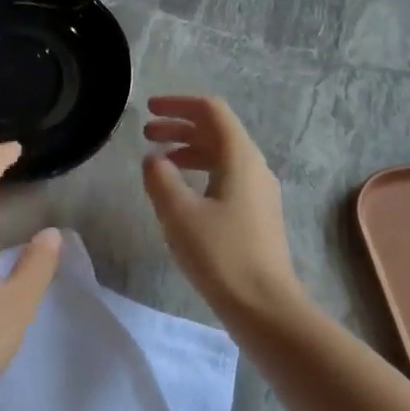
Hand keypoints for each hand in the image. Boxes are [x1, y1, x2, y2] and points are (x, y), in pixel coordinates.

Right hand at [142, 95, 303, 320]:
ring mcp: (259, 192)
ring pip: (221, 156)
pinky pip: (226, 178)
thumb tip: (153, 159)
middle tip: (146, 134)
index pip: (211, 111)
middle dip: (180, 127)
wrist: (264, 306)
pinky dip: (200, 173)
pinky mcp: (256, 215)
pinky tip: (181, 193)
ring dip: (188, 150)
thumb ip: (161, 179)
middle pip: (216, 131)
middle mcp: (254, 167)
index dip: (178, 104)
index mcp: (240, 158)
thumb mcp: (179, 214)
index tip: (148, 109)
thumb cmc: (220, 255)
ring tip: (158, 162)